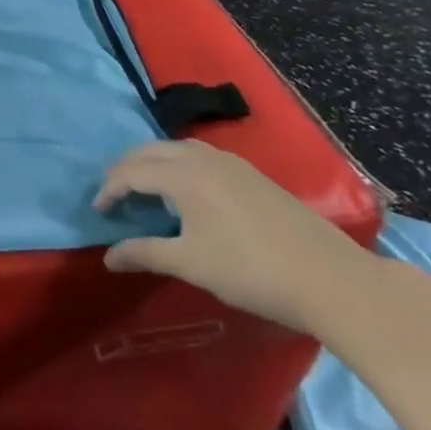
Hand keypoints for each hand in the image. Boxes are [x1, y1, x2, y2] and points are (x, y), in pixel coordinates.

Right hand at [96, 140, 378, 333]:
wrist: (332, 280)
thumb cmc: (251, 271)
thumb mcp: (190, 264)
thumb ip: (144, 253)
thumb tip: (108, 257)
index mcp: (184, 175)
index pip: (131, 172)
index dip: (109, 190)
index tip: (98, 211)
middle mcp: (204, 159)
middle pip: (151, 151)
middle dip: (127, 168)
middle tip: (115, 194)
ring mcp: (233, 164)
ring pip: (178, 149)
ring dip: (154, 163)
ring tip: (145, 188)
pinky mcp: (253, 176)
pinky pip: (201, 156)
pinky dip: (179, 165)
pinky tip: (186, 192)